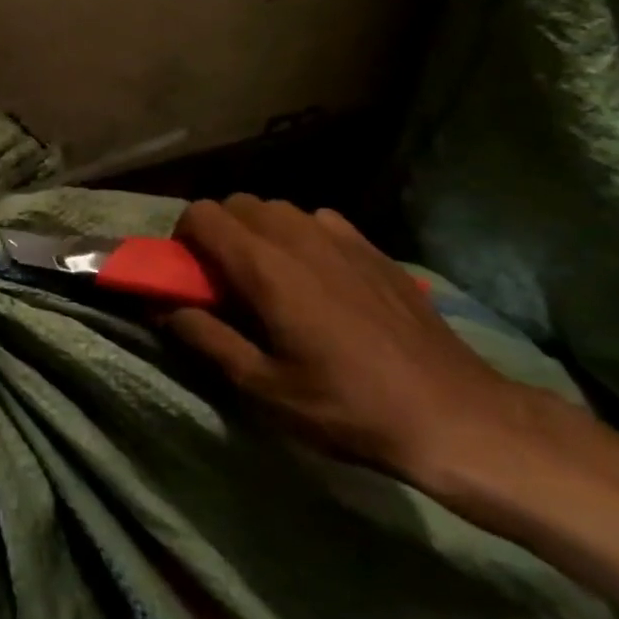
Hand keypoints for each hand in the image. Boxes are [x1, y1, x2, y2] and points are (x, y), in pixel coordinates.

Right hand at [167, 196, 546, 484]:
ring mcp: (340, 236)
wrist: (454, 413)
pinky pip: (317, 221)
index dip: (183, 238)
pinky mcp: (372, 247)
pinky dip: (299, 237)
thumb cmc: (348, 406)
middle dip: (218, 233)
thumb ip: (207, 338)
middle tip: (224, 282)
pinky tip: (317, 279)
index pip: (202, 215)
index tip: (188, 275)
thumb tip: (165, 309)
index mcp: (265, 267)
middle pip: (237, 204)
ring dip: (258, 233)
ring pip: (277, 209)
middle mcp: (298, 236)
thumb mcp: (265, 387)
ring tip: (270, 280)